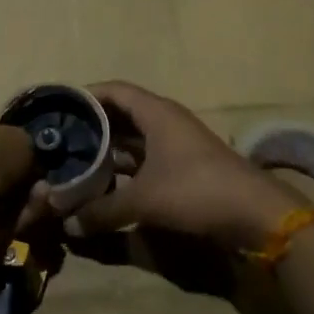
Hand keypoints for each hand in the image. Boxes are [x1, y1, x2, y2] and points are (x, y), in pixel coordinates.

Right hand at [53, 81, 302, 251]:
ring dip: (107, 149)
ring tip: (75, 162)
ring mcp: (176, 145)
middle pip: (121, 114)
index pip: (113, 90)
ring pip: (133, 139)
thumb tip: (68, 223)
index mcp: (156, 113)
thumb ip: (102, 210)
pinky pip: (144, 159)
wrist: (256, 214)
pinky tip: (104, 184)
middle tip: (59, 139)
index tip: (57, 107)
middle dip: (92, 125)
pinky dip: (124, 168)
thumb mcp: (143, 200)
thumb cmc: (196, 190)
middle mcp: (165, 121)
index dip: (85, 95)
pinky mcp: (183, 168)